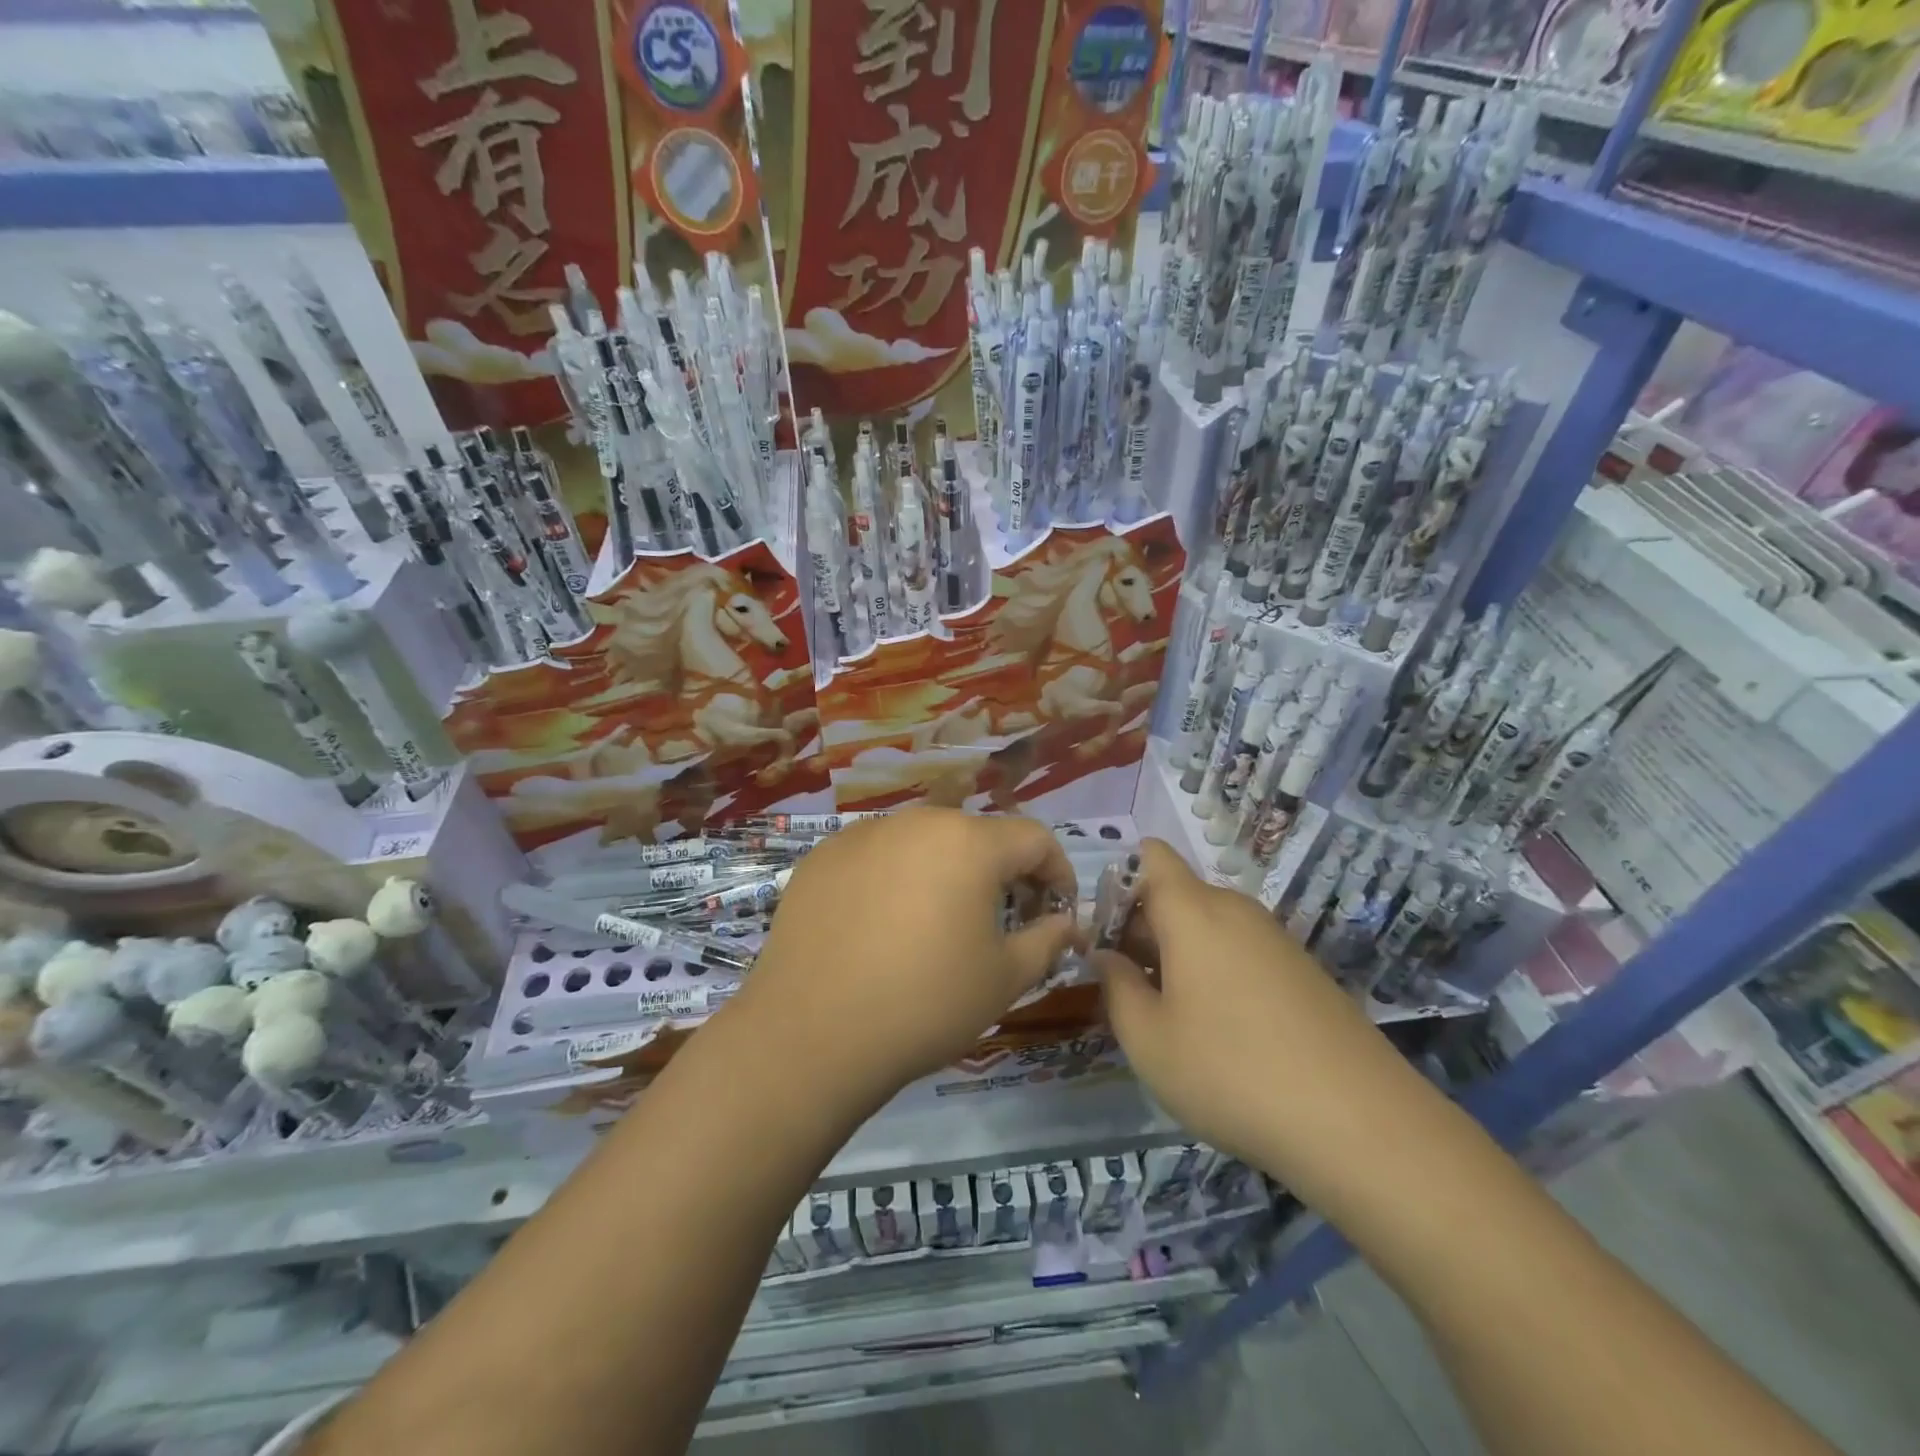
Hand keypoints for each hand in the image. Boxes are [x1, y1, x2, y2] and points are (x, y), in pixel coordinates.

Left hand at [736, 809, 1081, 1114]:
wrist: (811, 1034)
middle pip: (976, 835)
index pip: (1033, 839)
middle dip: (1000, 872)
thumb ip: (1047, 939)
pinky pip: (876, 856)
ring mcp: (861, 834)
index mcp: (968, 842)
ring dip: (944, 872)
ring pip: (923, 842)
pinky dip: (894, 878)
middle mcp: (916, 821)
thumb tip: (1065, 923)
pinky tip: (880, 925)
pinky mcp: (821, 856)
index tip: (1055, 911)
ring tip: (937, 923)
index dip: (1056, 872)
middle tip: (1000, 920)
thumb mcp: (1004, 978)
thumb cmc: (924, 1004)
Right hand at [1094, 840, 1410, 1174]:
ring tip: (1171, 1015)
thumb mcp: (1148, 1039)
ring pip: (1210, 926)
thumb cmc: (1230, 1072)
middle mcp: (1237, 910)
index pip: (1153, 856)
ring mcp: (1276, 940)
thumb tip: (1105, 955)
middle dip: (1144, 927)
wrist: (1360, 1124)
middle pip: (1178, 894)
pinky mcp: (1305, 971)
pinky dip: (1218, 971)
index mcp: (1193, 911)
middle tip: (1128, 986)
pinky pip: (1243, 951)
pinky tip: (1223, 1031)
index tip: (1106, 932)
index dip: (1121, 880)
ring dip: (1180, 953)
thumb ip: (1115, 986)